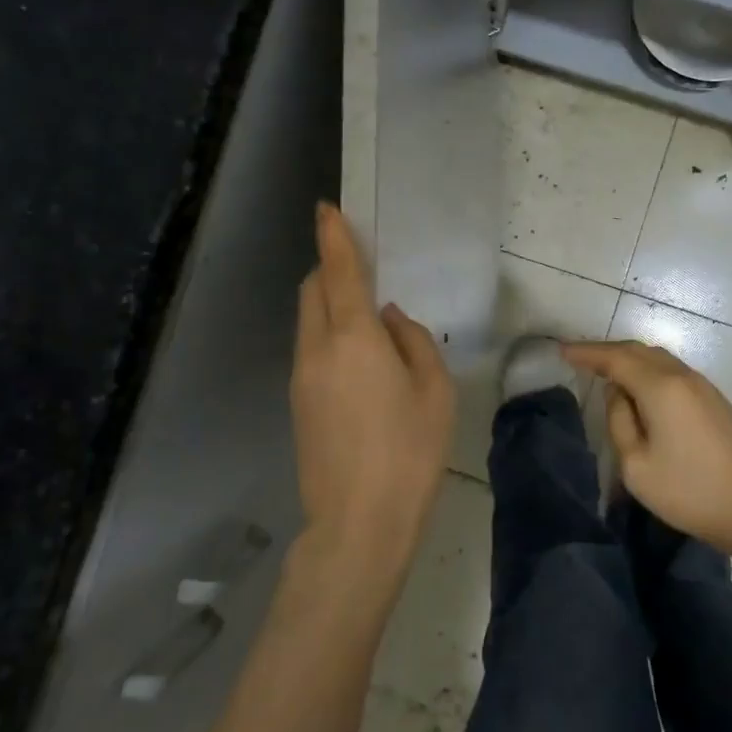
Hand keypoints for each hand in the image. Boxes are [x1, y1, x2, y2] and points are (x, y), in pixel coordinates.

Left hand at [290, 203, 454, 580]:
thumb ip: (411, 340)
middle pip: (313, 290)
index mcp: (353, 338)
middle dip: (331, 268)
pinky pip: (310, 347)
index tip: (327, 208)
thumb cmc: (408, 451)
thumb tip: (388, 320)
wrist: (358, 523)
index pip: (338, 271)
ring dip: (329, 302)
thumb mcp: (434, 390)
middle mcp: (317, 349)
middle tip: (363, 268)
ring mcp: (301, 377)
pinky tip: (360, 359)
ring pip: (308, 320)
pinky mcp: (297, 403)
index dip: (333, 235)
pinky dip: (328, 333)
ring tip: (367, 317)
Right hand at [563, 340, 731, 567]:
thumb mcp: (637, 465)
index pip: (616, 358)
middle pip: (638, 351)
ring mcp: (702, 386)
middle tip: (579, 359)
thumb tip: (617, 394)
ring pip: (658, 358)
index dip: (587, 353)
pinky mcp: (713, 399)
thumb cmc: (690, 491)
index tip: (562, 351)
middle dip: (606, 351)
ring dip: (629, 359)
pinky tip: (638, 387)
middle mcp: (682, 376)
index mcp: (661, 388)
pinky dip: (648, 370)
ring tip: (604, 371)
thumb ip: (619, 421)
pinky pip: (672, 371)